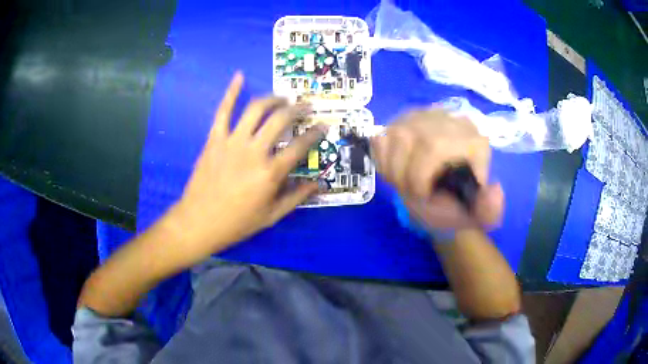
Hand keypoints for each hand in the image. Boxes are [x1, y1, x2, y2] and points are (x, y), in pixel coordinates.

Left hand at [166, 72, 324, 260]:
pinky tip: (239, 77)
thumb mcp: (271, 216)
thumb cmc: (237, 222)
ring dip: (272, 99)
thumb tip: (319, 184)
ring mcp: (232, 142)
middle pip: (280, 120)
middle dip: (297, 109)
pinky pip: (223, 111)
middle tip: (305, 106)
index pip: (300, 146)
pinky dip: (231, 92)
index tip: (323, 126)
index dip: (315, 134)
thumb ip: (296, 197)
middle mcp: (254, 151)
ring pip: (255, 110)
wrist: (199, 222)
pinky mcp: (214, 139)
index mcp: (270, 172)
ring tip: (283, 97)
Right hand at [372, 108, 503, 230]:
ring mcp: (424, 116)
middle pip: (408, 138)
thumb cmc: (461, 208)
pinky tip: (398, 169)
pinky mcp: (405, 119)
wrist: (447, 199)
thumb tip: (494, 190)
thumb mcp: (479, 217)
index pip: (434, 146)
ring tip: (405, 183)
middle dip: (401, 173)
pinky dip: (384, 159)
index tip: (422, 196)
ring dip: (392, 167)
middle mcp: (450, 120)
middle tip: (409, 192)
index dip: (418, 175)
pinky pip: (383, 135)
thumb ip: (490, 211)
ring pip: (393, 135)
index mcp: (473, 141)